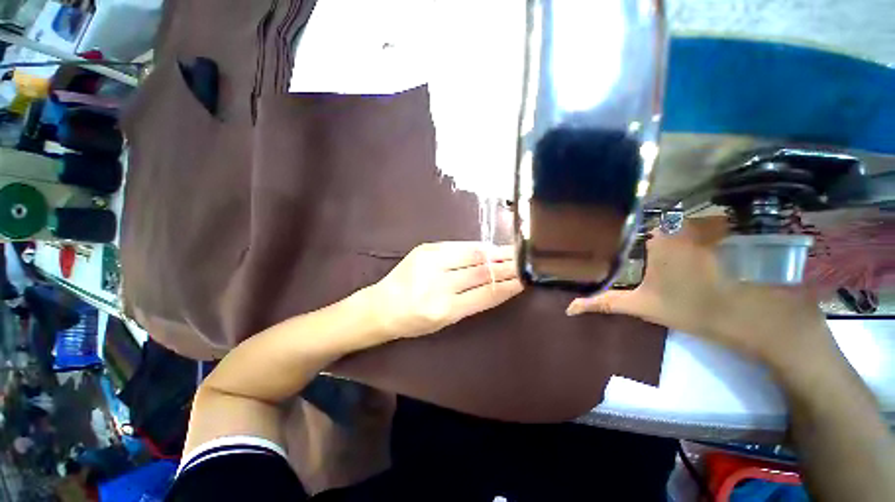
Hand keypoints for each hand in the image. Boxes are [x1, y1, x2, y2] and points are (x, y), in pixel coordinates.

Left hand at [369, 242, 523, 339]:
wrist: (382, 306)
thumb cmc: (415, 321)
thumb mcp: (445, 320)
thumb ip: (472, 302)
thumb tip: (497, 283)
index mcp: (444, 309)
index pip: (486, 294)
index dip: (508, 285)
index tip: (525, 279)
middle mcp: (438, 285)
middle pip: (481, 272)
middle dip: (507, 266)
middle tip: (524, 260)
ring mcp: (430, 263)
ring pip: (472, 255)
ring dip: (495, 253)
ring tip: (513, 251)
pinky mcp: (425, 249)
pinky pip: (458, 245)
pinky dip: (477, 247)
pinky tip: (489, 248)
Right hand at [566, 218, 829, 365]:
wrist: (766, 320)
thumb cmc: (698, 310)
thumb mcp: (644, 307)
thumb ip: (605, 303)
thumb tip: (568, 308)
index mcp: (657, 236)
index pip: (632, 226)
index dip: (627, 237)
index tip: (626, 249)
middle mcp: (684, 220)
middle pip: (659, 223)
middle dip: (654, 238)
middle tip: (654, 256)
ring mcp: (715, 220)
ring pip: (685, 223)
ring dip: (679, 236)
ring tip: (682, 255)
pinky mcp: (739, 226)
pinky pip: (711, 224)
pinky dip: (705, 234)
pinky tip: (709, 253)